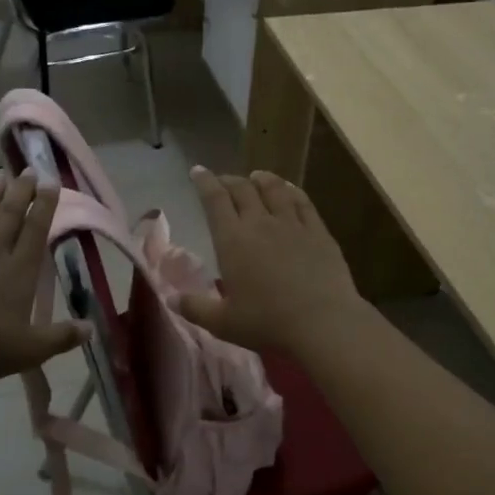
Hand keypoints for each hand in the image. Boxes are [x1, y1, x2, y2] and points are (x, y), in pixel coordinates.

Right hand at [179, 167, 368, 354]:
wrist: (323, 322)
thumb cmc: (268, 323)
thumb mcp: (223, 323)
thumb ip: (196, 308)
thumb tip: (171, 299)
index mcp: (233, 240)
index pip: (214, 200)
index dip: (204, 182)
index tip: (198, 171)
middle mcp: (261, 223)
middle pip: (243, 189)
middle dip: (229, 180)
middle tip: (223, 180)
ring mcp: (293, 224)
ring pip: (274, 189)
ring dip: (262, 179)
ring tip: (256, 177)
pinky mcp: (319, 232)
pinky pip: (303, 202)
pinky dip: (292, 191)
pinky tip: (290, 190)